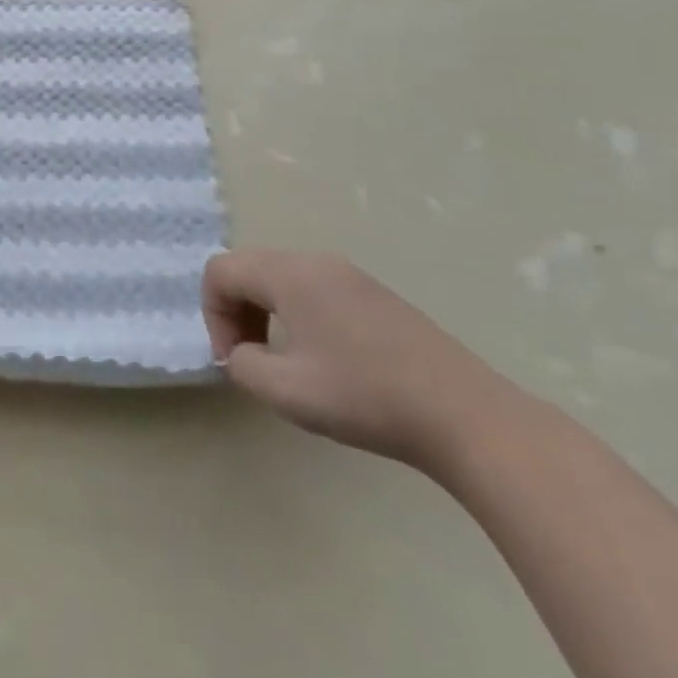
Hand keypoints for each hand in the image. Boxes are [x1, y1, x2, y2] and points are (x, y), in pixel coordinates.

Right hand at [202, 250, 509, 470]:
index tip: (233, 360)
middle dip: (235, 312)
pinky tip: (322, 359)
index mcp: (289, 274)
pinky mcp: (375, 296)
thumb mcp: (285, 391)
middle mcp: (315, 262)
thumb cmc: (365, 397)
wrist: (466, 416)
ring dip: (264, 313)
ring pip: (280, 278)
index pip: (221, 271)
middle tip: (249, 359)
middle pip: (248, 269)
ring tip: (282, 362)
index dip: (212, 314)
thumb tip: (243, 354)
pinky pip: (312, 289)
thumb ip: (242, 365)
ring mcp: (350, 275)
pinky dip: (296, 314)